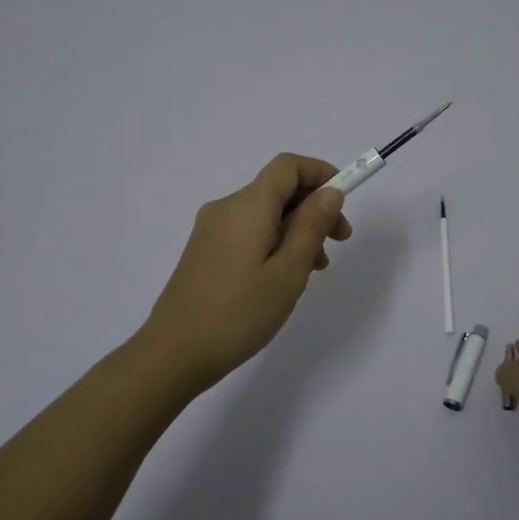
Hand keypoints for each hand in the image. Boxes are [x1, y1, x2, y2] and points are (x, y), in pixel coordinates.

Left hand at [139, 154, 353, 389]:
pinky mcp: (204, 251)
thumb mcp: (288, 271)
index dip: (320, 173)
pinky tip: (282, 278)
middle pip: (277, 190)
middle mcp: (226, 208)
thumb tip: (329, 192)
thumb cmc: (239, 313)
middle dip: (314, 207)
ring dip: (296, 229)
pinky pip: (248, 232)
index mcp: (247, 206)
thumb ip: (312, 226)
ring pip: (264, 214)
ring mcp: (211, 230)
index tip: (344, 201)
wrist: (173, 353)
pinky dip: (274, 242)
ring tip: (314, 270)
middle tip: (339, 243)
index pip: (288, 166)